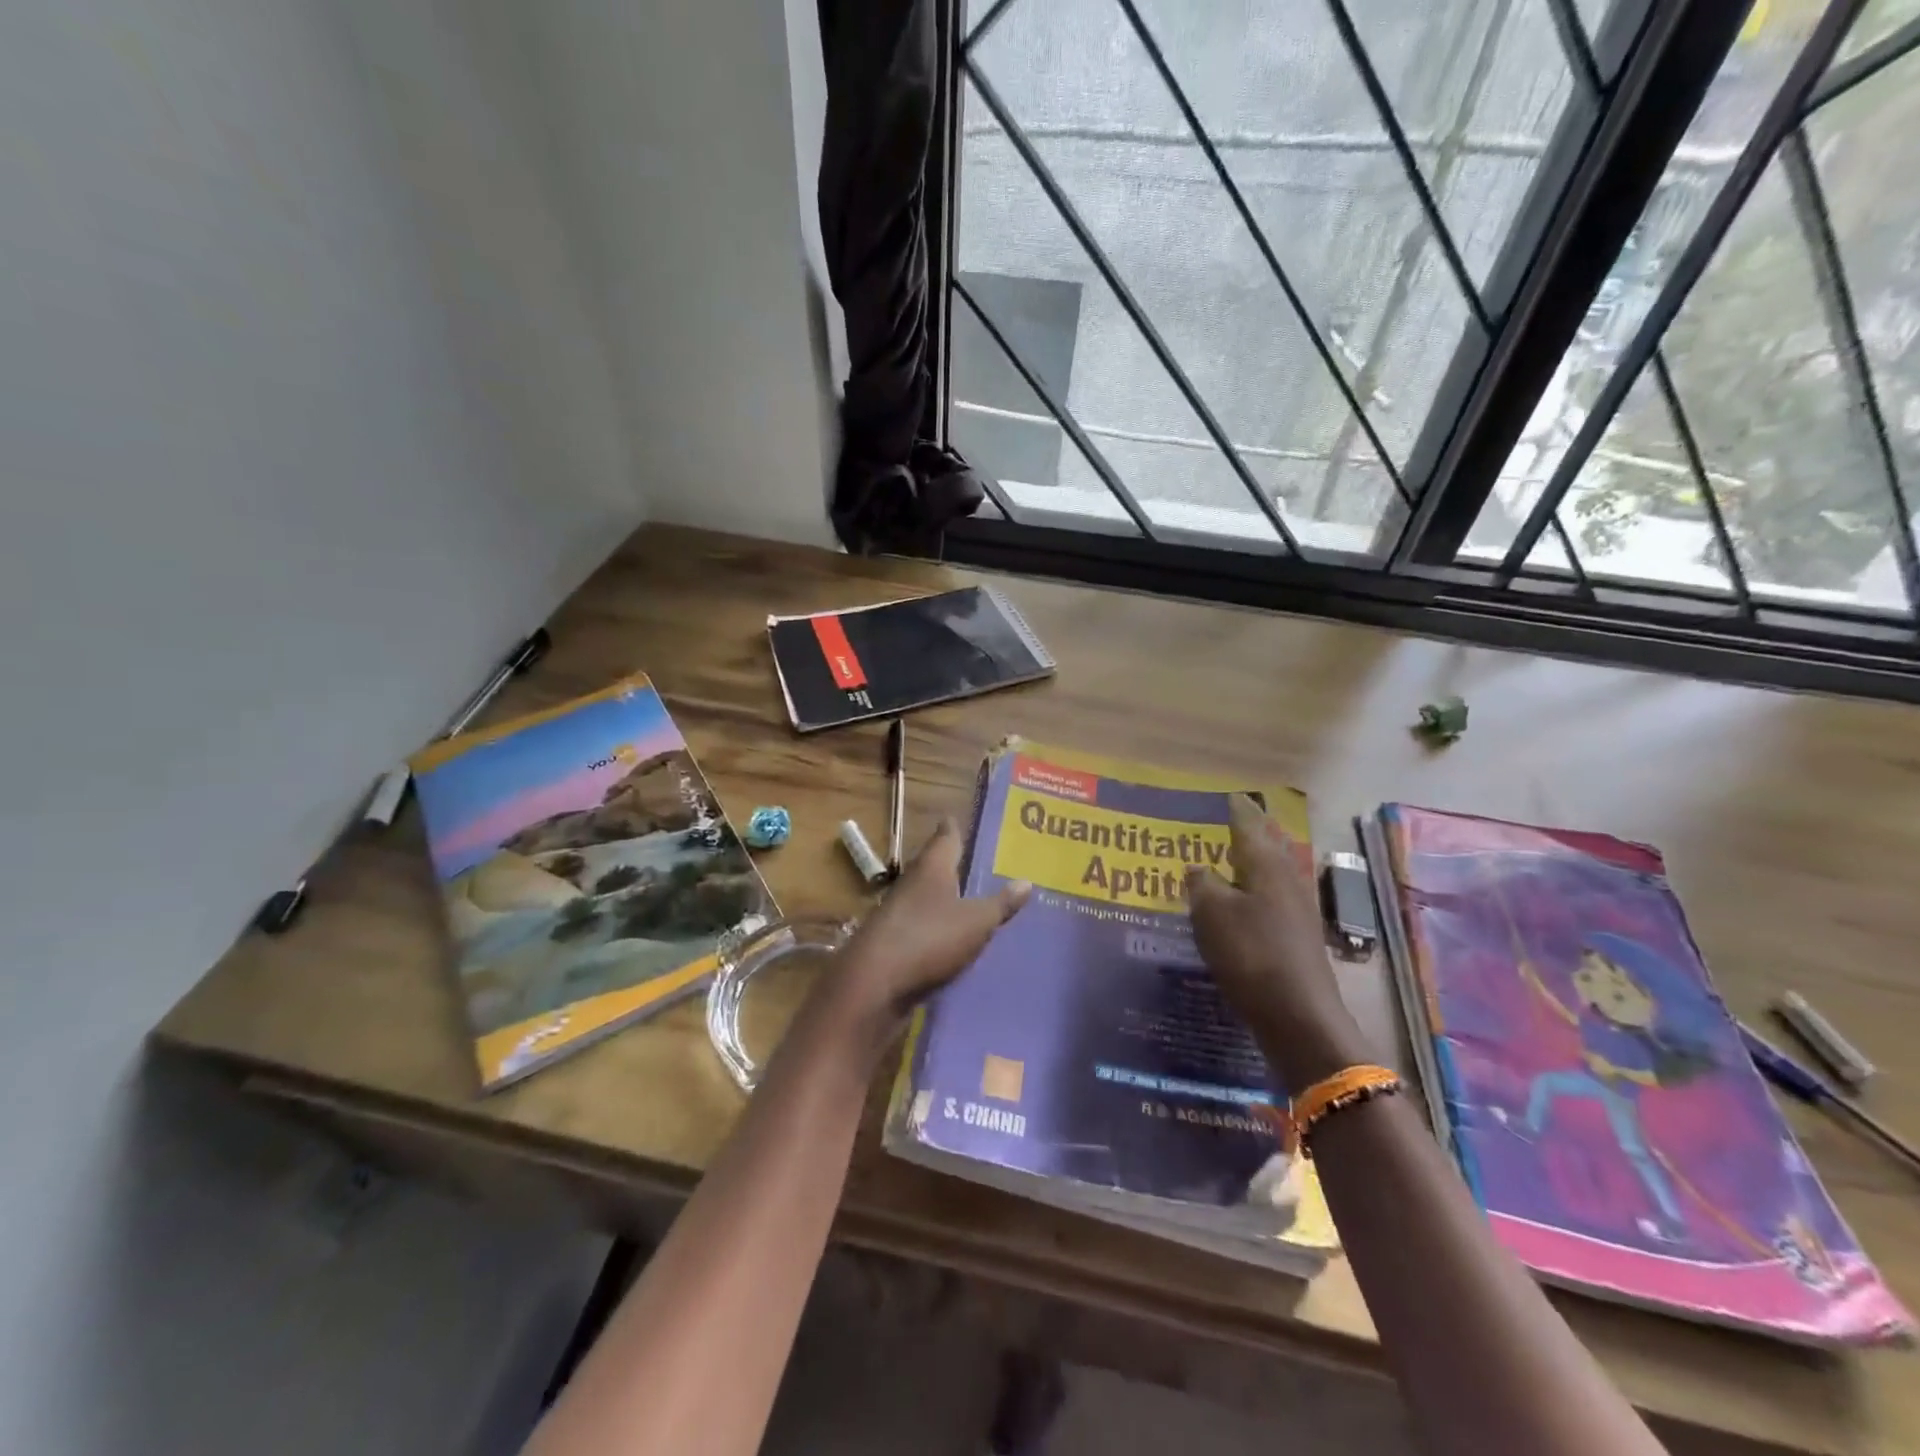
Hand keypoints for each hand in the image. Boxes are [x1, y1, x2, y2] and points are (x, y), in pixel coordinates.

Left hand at [831, 819, 1030, 1031]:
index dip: (954, 828)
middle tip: (978, 862)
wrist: (874, 985)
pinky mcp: (892, 942)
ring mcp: (897, 913)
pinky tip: (952, 938)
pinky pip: (921, 926)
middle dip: (953, 864)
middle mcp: (912, 882)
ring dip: (944, 897)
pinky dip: (936, 927)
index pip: (946, 836)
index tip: (960, 819)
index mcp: (932, 867)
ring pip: (926, 896)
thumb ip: (1001, 904)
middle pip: (934, 865)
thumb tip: (1026, 881)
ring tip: (971, 899)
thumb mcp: (976, 922)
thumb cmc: (929, 939)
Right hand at [1187, 795, 1367, 1094]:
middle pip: (1266, 846)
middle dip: (1247, 832)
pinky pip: (1268, 900)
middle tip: (1223, 822)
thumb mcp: (1211, 913)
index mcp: (1265, 865)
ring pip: (1269, 873)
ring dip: (1249, 862)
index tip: (1225, 795)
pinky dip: (1251, 892)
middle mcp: (1285, 880)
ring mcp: (1295, 910)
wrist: (1298, 1015)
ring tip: (1225, 858)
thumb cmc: (1251, 954)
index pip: (1249, 824)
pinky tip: (1236, 903)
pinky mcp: (1294, 937)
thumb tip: (1198, 868)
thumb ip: (1201, 884)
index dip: (1235, 809)